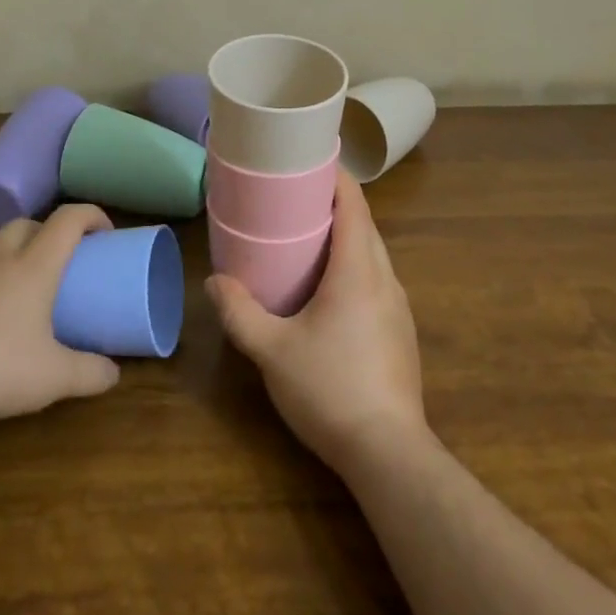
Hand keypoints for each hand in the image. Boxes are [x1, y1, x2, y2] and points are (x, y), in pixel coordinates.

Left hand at [0, 205, 121, 420]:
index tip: (107, 233)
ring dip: (16, 251)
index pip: (67, 220)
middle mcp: (0, 259)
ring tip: (27, 283)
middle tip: (64, 258)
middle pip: (26, 223)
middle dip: (49, 231)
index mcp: (35, 265)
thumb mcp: (52, 376)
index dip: (91, 216)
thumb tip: (114, 375)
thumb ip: (88, 374)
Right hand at [207, 170, 428, 474]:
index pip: (354, 205)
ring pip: (374, 255)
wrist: (389, 453)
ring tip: (308, 239)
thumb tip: (214, 282)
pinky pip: (377, 281)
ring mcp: (399, 307)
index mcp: (358, 270)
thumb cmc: (330, 389)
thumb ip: (240, 313)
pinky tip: (329, 291)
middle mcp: (385, 279)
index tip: (310, 161)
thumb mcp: (272, 351)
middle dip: (335, 205)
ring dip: (347, 238)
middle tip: (295, 199)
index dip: (336, 177)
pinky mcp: (401, 333)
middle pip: (365, 226)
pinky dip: (355, 267)